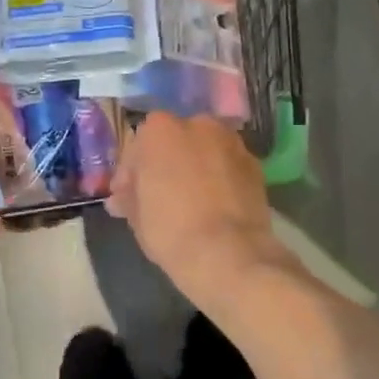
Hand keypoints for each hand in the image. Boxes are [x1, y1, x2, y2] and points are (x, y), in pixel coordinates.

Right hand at [107, 114, 287, 307]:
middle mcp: (198, 125)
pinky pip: (227, 166)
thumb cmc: (170, 230)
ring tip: (190, 200)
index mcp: (161, 131)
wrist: (228, 253)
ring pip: (204, 151)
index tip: (127, 195)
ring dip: (195, 168)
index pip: (138, 145)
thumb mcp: (136, 215)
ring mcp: (232, 142)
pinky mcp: (256, 164)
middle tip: (159, 195)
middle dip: (166, 163)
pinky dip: (220, 178)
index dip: (131, 172)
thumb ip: (129, 196)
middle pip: (175, 141)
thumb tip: (123, 196)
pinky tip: (215, 204)